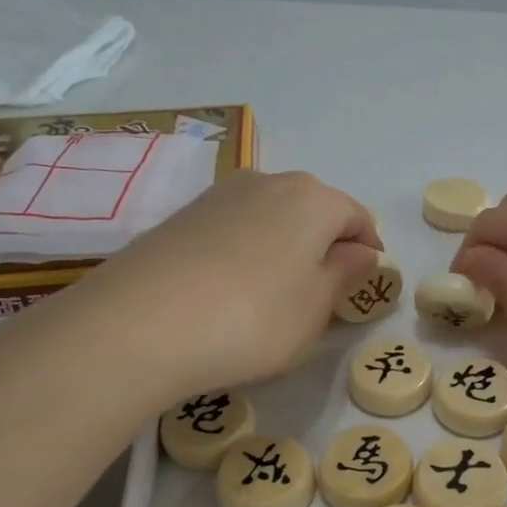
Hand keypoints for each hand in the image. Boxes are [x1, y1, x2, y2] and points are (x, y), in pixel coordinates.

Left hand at [82, 169, 379, 398]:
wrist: (138, 324)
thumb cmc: (253, 317)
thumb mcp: (316, 307)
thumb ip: (345, 274)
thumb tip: (359, 252)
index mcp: (313, 199)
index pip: (357, 218)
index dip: (368, 250)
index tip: (366, 283)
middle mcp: (268, 182)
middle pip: (313, 211)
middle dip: (325, 245)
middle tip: (322, 292)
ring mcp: (219, 195)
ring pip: (271, 217)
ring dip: (283, 248)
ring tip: (274, 294)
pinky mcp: (181, 216)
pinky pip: (233, 230)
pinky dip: (246, 252)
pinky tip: (231, 290)